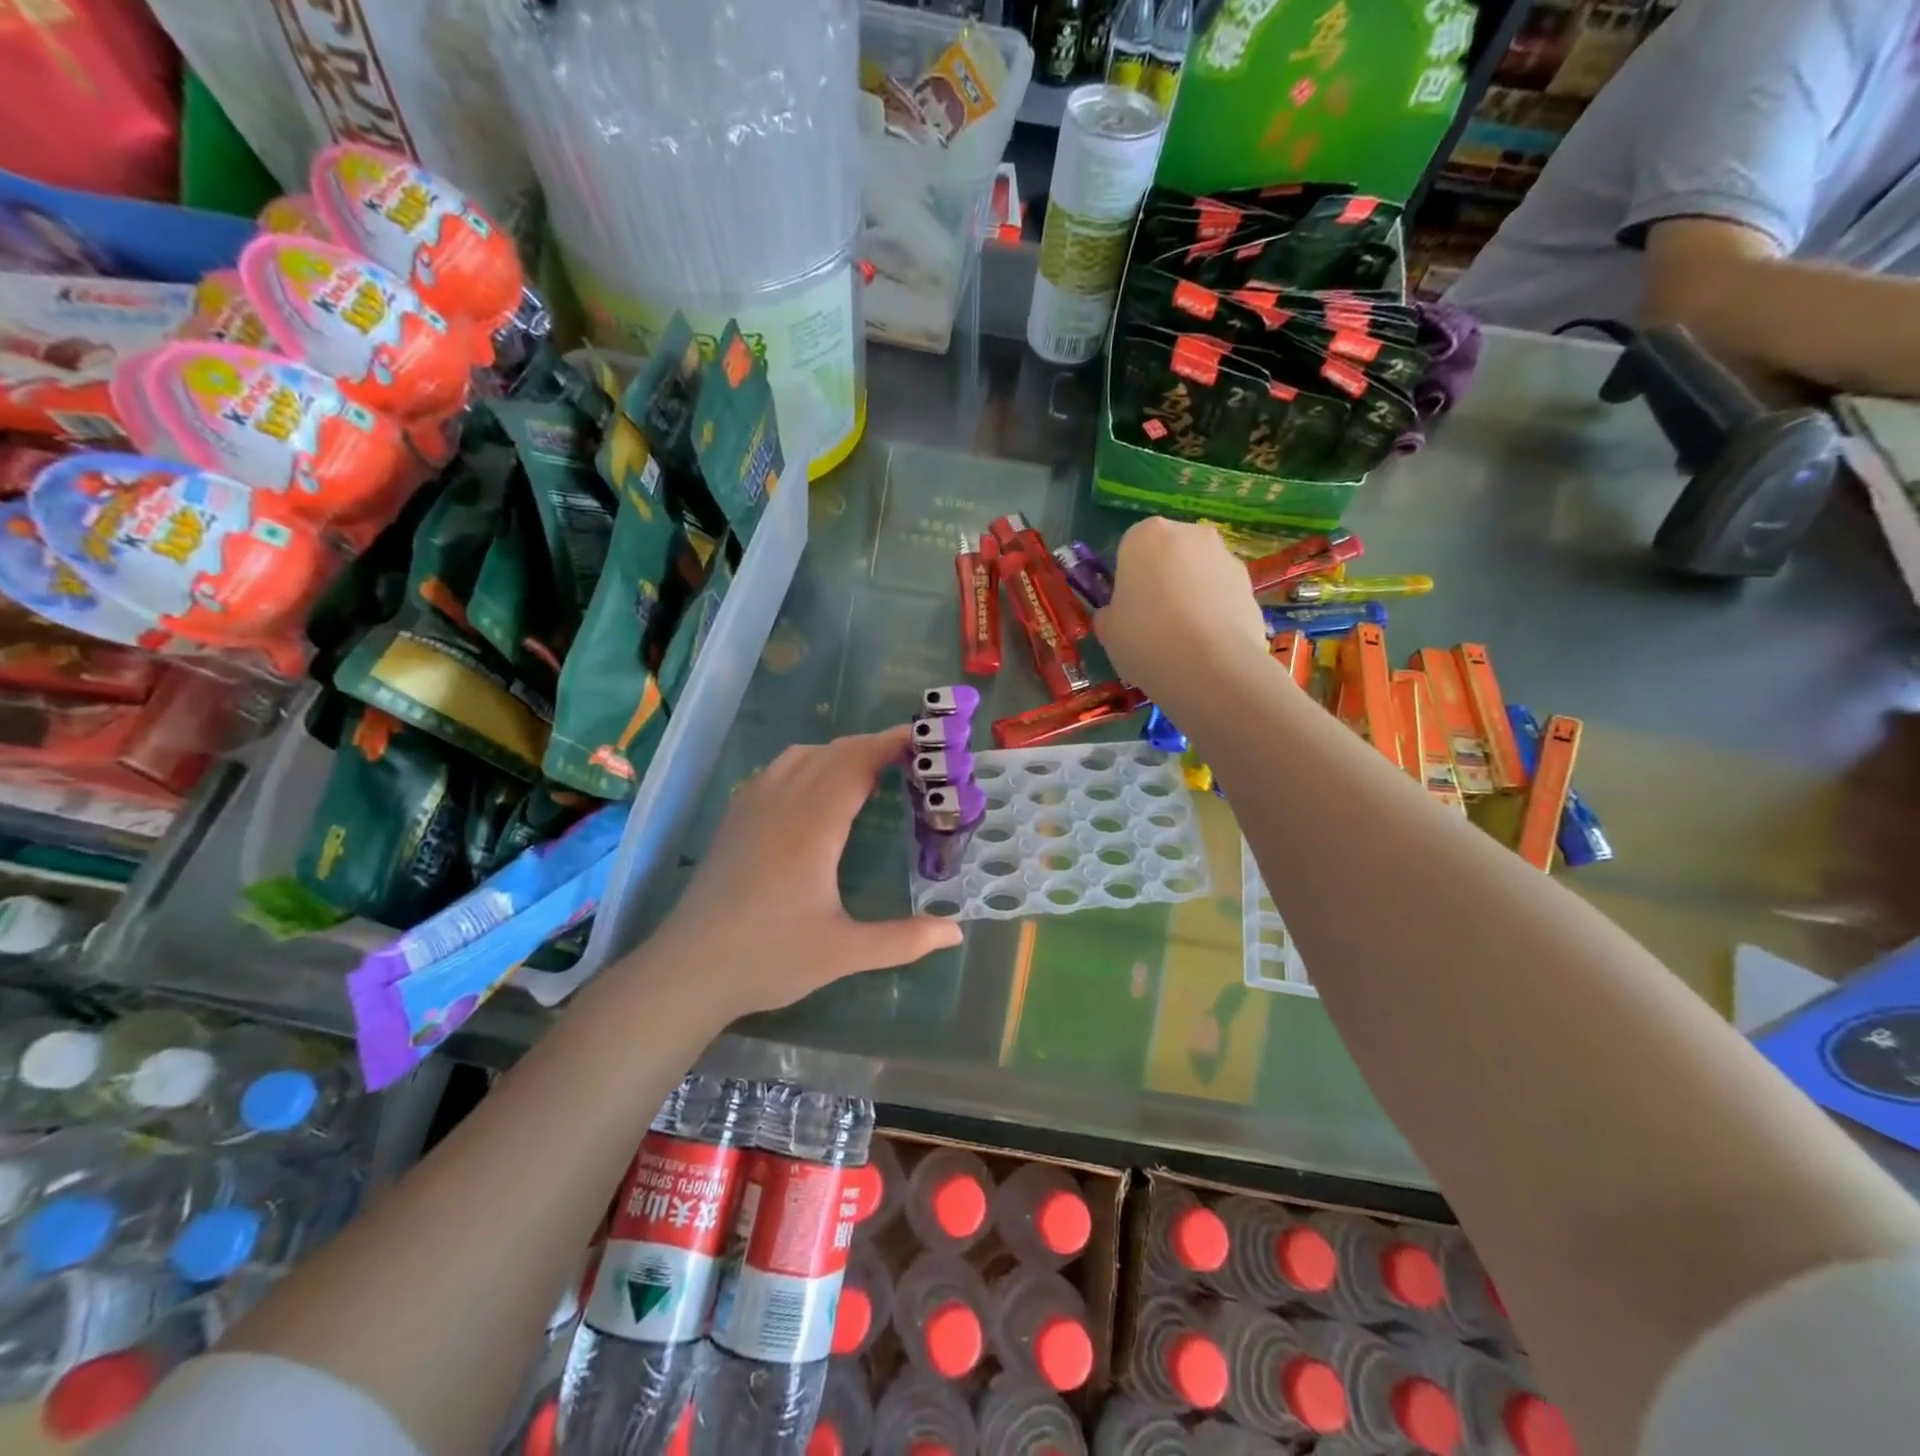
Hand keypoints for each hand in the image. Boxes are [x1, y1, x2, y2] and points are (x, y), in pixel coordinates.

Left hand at [644, 727, 962, 1014]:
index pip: (857, 763)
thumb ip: (903, 940)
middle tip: (912, 760)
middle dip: (873, 746)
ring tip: (869, 774)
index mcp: (812, 826)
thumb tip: (956, 931)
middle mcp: (781, 802)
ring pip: (801, 755)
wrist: (688, 970)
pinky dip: (808, 764)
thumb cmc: (768, 958)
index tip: (924, 739)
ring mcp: (751, 806)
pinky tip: (816, 793)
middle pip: (833, 752)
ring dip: (839, 753)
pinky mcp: (734, 818)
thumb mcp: (843, 954)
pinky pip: (776, 769)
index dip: (891, 744)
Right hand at [1093, 518, 1268, 706]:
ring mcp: (1226, 556)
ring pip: (1200, 573)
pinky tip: (1209, 646)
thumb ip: (1110, 614)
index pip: (1129, 548)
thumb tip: (1116, 615)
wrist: (1210, 666)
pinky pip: (1223, 595)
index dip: (1127, 580)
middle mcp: (1189, 534)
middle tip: (1155, 622)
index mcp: (1145, 535)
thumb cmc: (1145, 638)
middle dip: (1163, 580)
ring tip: (1185, 640)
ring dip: (1192, 595)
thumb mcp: (1108, 631)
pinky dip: (1216, 613)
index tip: (1127, 609)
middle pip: (1169, 554)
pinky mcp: (1251, 585)